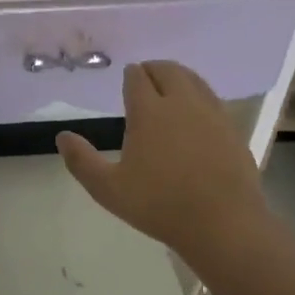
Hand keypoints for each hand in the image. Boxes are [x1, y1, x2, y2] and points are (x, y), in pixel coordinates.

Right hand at [56, 60, 268, 255]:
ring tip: (169, 89)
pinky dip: (199, 95)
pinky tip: (195, 113)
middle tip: (145, 79)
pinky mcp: (232, 128)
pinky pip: (212, 98)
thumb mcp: (109, 189)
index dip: (130, 75)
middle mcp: (181, 103)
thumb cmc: (161, 206)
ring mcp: (211, 113)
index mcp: (149, 111)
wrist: (224, 225)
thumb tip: (62, 136)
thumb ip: (82, 161)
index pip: (137, 77)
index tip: (126, 80)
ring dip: (178, 77)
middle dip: (153, 69)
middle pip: (167, 70)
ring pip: (193, 79)